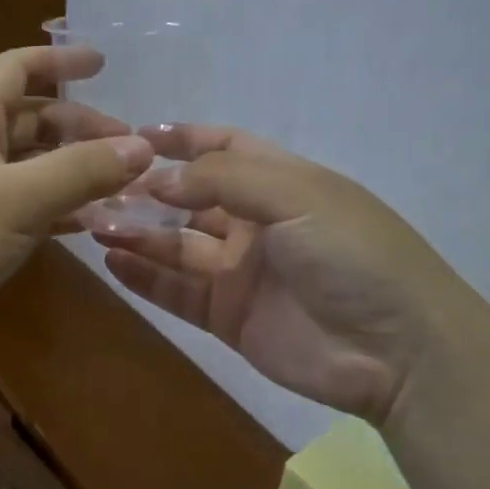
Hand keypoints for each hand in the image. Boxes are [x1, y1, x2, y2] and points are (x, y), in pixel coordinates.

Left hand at [0, 46, 153, 365]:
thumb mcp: (20, 198)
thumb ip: (82, 170)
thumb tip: (143, 147)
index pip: (17, 68)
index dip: (59, 59)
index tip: (103, 65)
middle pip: (32, 118)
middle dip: (80, 126)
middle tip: (127, 148)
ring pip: (31, 164)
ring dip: (73, 168)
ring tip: (120, 186)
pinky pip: (25, 204)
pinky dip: (58, 206)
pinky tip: (89, 223)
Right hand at [95, 126, 489, 424]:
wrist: (397, 352)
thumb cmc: (351, 254)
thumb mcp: (295, 195)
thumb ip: (222, 179)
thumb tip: (158, 178)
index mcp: (281, 183)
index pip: (225, 148)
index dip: (184, 140)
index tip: (136, 136)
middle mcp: (256, 223)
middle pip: (190, 199)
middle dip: (146, 192)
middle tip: (96, 188)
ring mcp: (240, 272)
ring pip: (176, 246)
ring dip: (136, 233)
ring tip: (92, 224)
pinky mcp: (229, 316)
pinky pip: (177, 292)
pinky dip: (144, 277)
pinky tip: (111, 262)